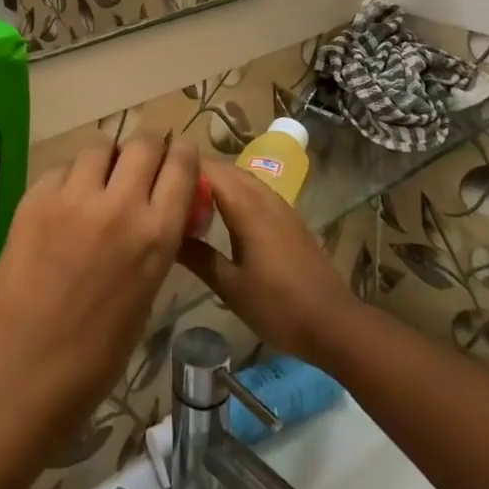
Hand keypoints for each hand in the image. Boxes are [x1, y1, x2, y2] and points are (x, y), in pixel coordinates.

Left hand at [0, 135, 196, 442]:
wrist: (23, 368)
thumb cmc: (96, 352)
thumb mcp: (147, 292)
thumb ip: (156, 241)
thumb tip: (158, 209)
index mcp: (156, 234)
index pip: (182, 165)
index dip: (182, 154)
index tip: (178, 157)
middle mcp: (120, 204)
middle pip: (144, 143)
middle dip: (148, 147)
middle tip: (141, 163)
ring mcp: (74, 197)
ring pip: (100, 147)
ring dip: (107, 159)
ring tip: (99, 180)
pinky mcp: (36, 197)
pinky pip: (62, 169)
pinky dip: (70, 179)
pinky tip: (64, 204)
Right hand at [177, 163, 363, 367]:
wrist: (334, 323)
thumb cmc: (279, 306)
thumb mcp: (230, 286)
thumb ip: (197, 256)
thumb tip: (165, 234)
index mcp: (247, 206)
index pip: (208, 168)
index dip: (181, 165)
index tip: (154, 173)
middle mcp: (263, 196)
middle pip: (224, 168)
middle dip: (195, 171)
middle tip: (164, 188)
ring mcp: (279, 205)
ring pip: (240, 178)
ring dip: (215, 181)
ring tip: (186, 199)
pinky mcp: (288, 218)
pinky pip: (253, 191)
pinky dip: (232, 192)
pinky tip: (220, 216)